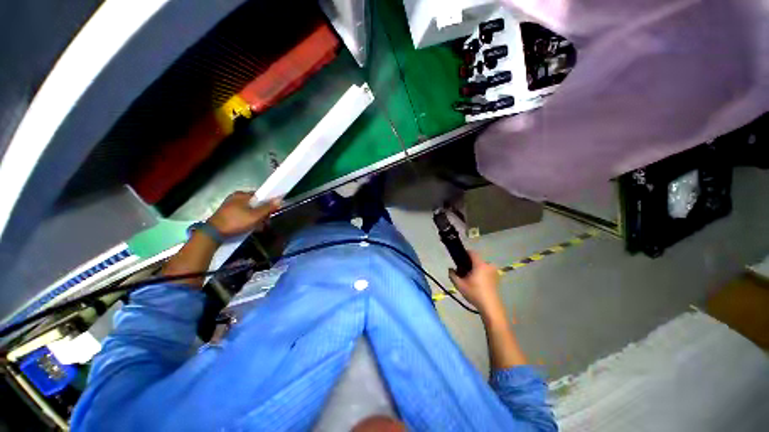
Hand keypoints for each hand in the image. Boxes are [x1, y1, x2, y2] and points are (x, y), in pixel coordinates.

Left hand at [207, 191, 280, 236]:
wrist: (213, 234)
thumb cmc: (236, 222)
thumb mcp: (255, 216)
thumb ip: (268, 208)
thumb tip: (279, 200)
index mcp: (242, 195)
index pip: (260, 196)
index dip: (268, 204)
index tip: (271, 213)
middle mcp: (235, 198)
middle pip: (255, 204)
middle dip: (262, 214)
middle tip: (265, 223)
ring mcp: (230, 206)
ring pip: (249, 211)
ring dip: (256, 219)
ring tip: (258, 228)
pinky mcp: (227, 214)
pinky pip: (242, 215)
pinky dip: (247, 221)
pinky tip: (249, 228)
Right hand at [449, 251, 502, 316]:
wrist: (490, 307)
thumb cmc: (475, 293)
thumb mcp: (459, 285)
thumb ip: (452, 275)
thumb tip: (450, 269)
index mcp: (480, 265)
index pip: (472, 253)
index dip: (465, 253)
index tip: (459, 258)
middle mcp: (488, 265)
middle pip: (476, 260)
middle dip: (469, 263)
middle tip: (462, 271)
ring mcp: (494, 272)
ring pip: (481, 266)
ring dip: (475, 269)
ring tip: (469, 278)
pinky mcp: (496, 278)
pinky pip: (486, 271)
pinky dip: (481, 273)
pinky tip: (476, 282)